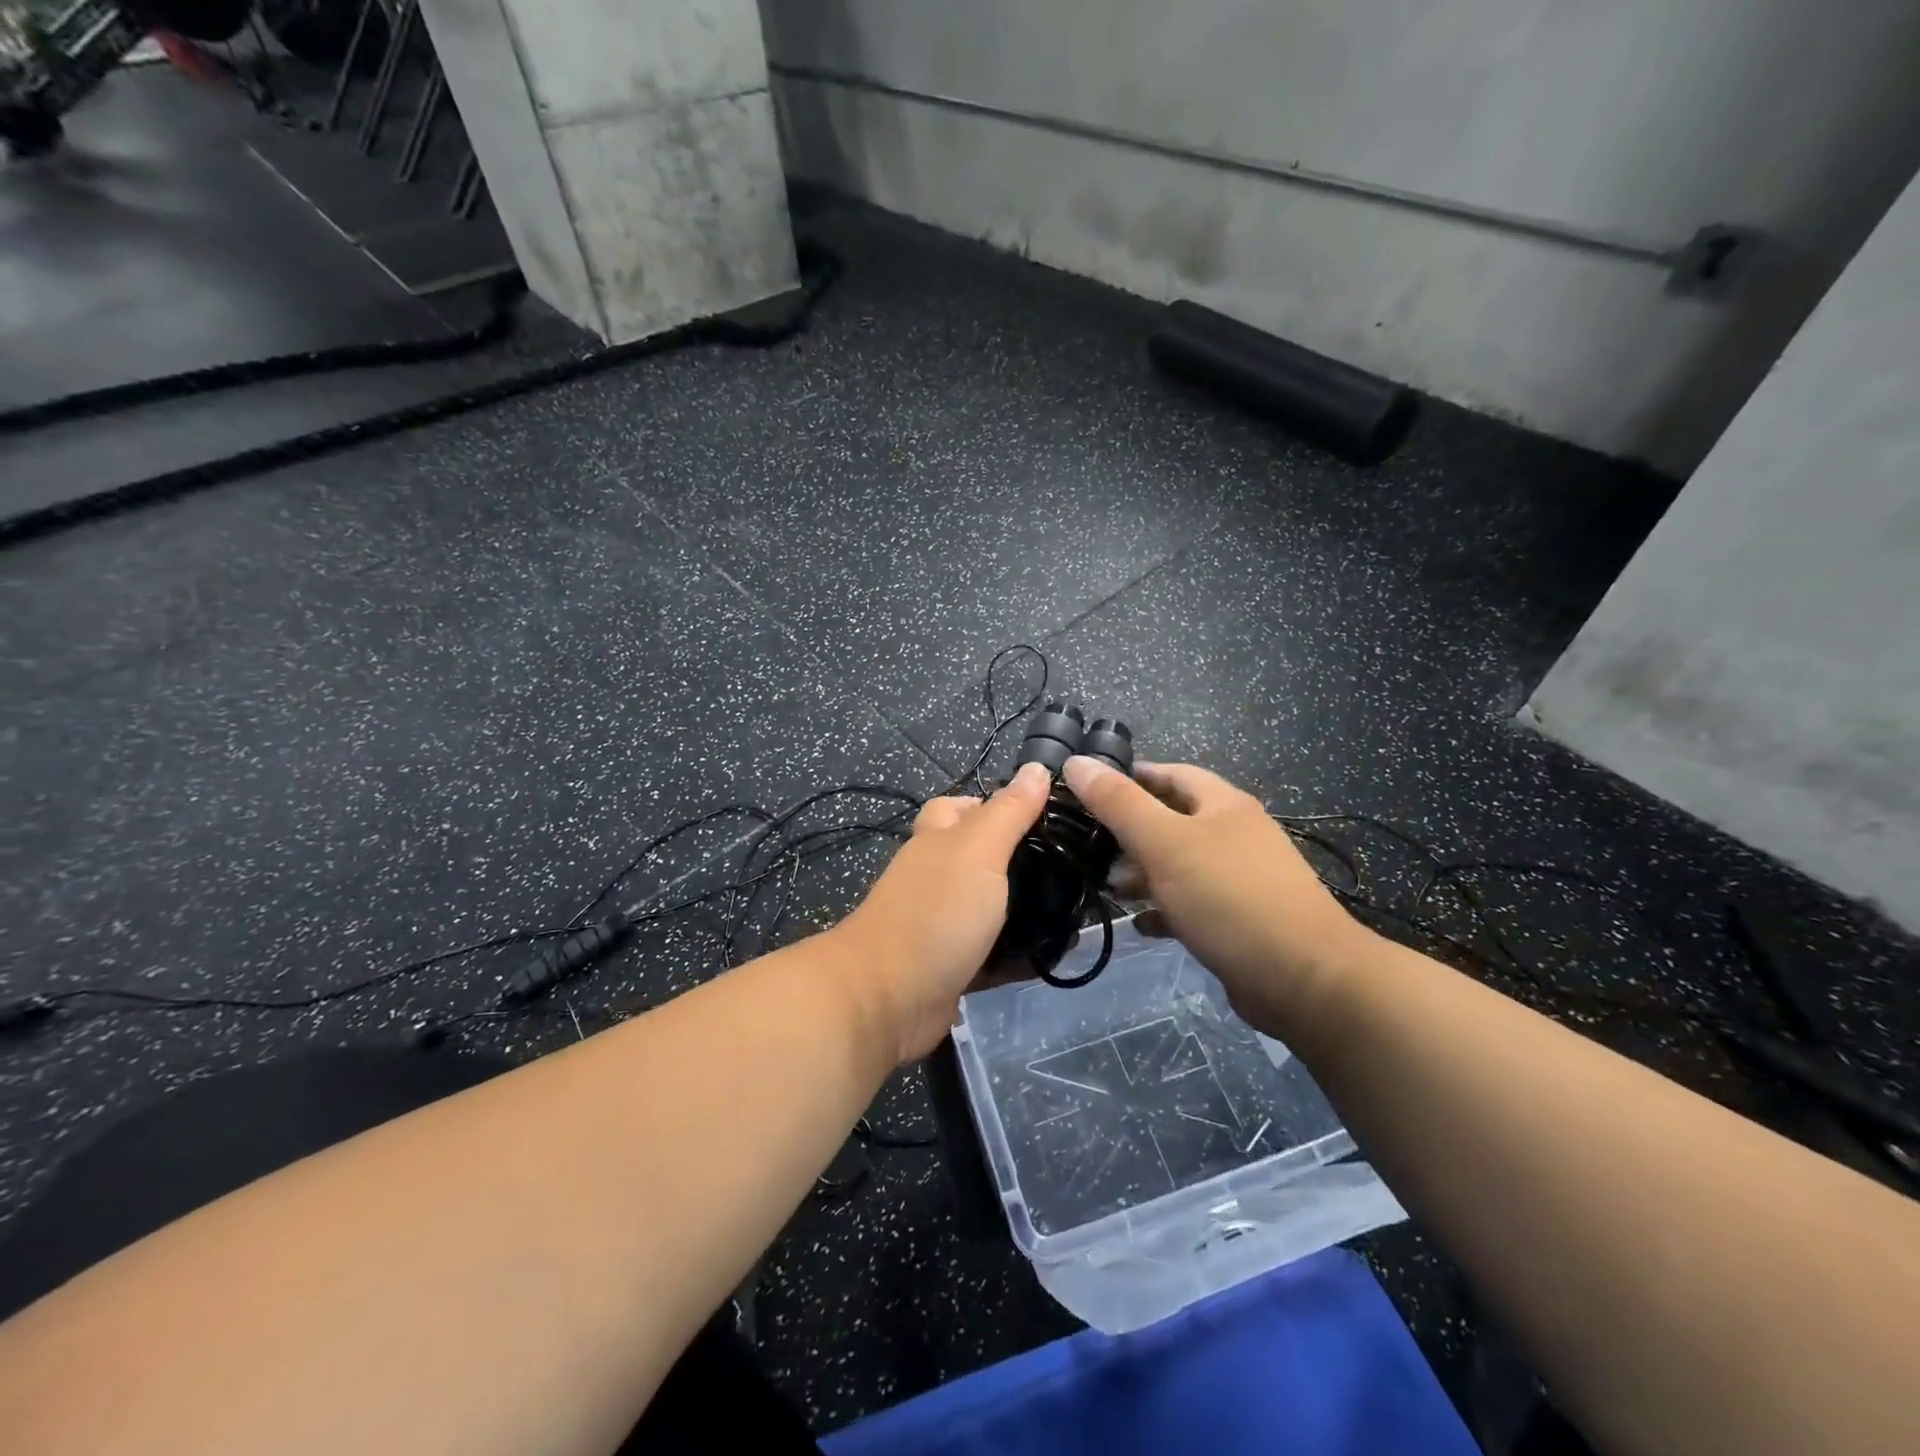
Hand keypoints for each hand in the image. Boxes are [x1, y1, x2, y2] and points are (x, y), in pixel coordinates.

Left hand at [832, 762, 1051, 1062]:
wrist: (887, 998)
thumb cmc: (935, 912)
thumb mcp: (978, 850)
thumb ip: (1008, 812)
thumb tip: (1037, 767)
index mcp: (937, 841)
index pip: (960, 808)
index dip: (994, 805)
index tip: (1044, 817)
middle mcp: (935, 877)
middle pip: (976, 858)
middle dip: (1016, 861)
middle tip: (1068, 868)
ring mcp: (940, 924)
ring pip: (985, 907)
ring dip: (1021, 909)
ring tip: (1072, 910)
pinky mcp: (950, 966)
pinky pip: (990, 954)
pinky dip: (1017, 955)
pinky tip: (1053, 955)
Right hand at [1060, 756, 1375, 1035]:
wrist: (1304, 978)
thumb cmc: (1229, 897)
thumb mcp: (1164, 843)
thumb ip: (1118, 803)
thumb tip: (1077, 761)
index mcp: (1223, 805)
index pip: (1171, 773)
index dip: (1131, 776)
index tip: (1088, 789)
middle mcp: (1235, 835)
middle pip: (1174, 820)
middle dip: (1131, 831)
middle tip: (1090, 845)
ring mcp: (1242, 879)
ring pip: (1181, 865)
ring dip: (1144, 874)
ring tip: (1108, 889)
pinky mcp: (1241, 920)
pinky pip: (1192, 905)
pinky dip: (1164, 910)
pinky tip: (1140, 924)